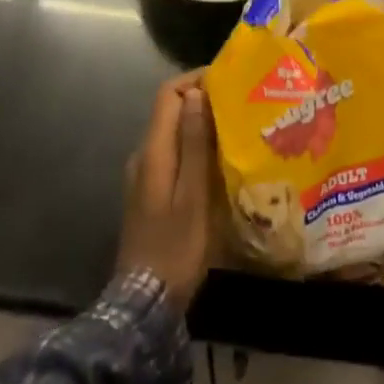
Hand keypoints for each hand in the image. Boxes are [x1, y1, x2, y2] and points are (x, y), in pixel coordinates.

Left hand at [117, 70, 217, 310]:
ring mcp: (144, 175)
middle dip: (203, 100)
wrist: (144, 304)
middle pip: (171, 110)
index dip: (196, 79)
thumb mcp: (193, 195)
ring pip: (173, 133)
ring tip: (237, 129)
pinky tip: (219, 162)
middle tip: (240, 104)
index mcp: (153, 150)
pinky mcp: (150, 193)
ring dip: (201, 125)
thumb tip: (196, 93)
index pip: (169, 94)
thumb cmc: (175, 247)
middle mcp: (144, 155)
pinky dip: (195, 147)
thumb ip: (194, 143)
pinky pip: (173, 154)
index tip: (228, 80)